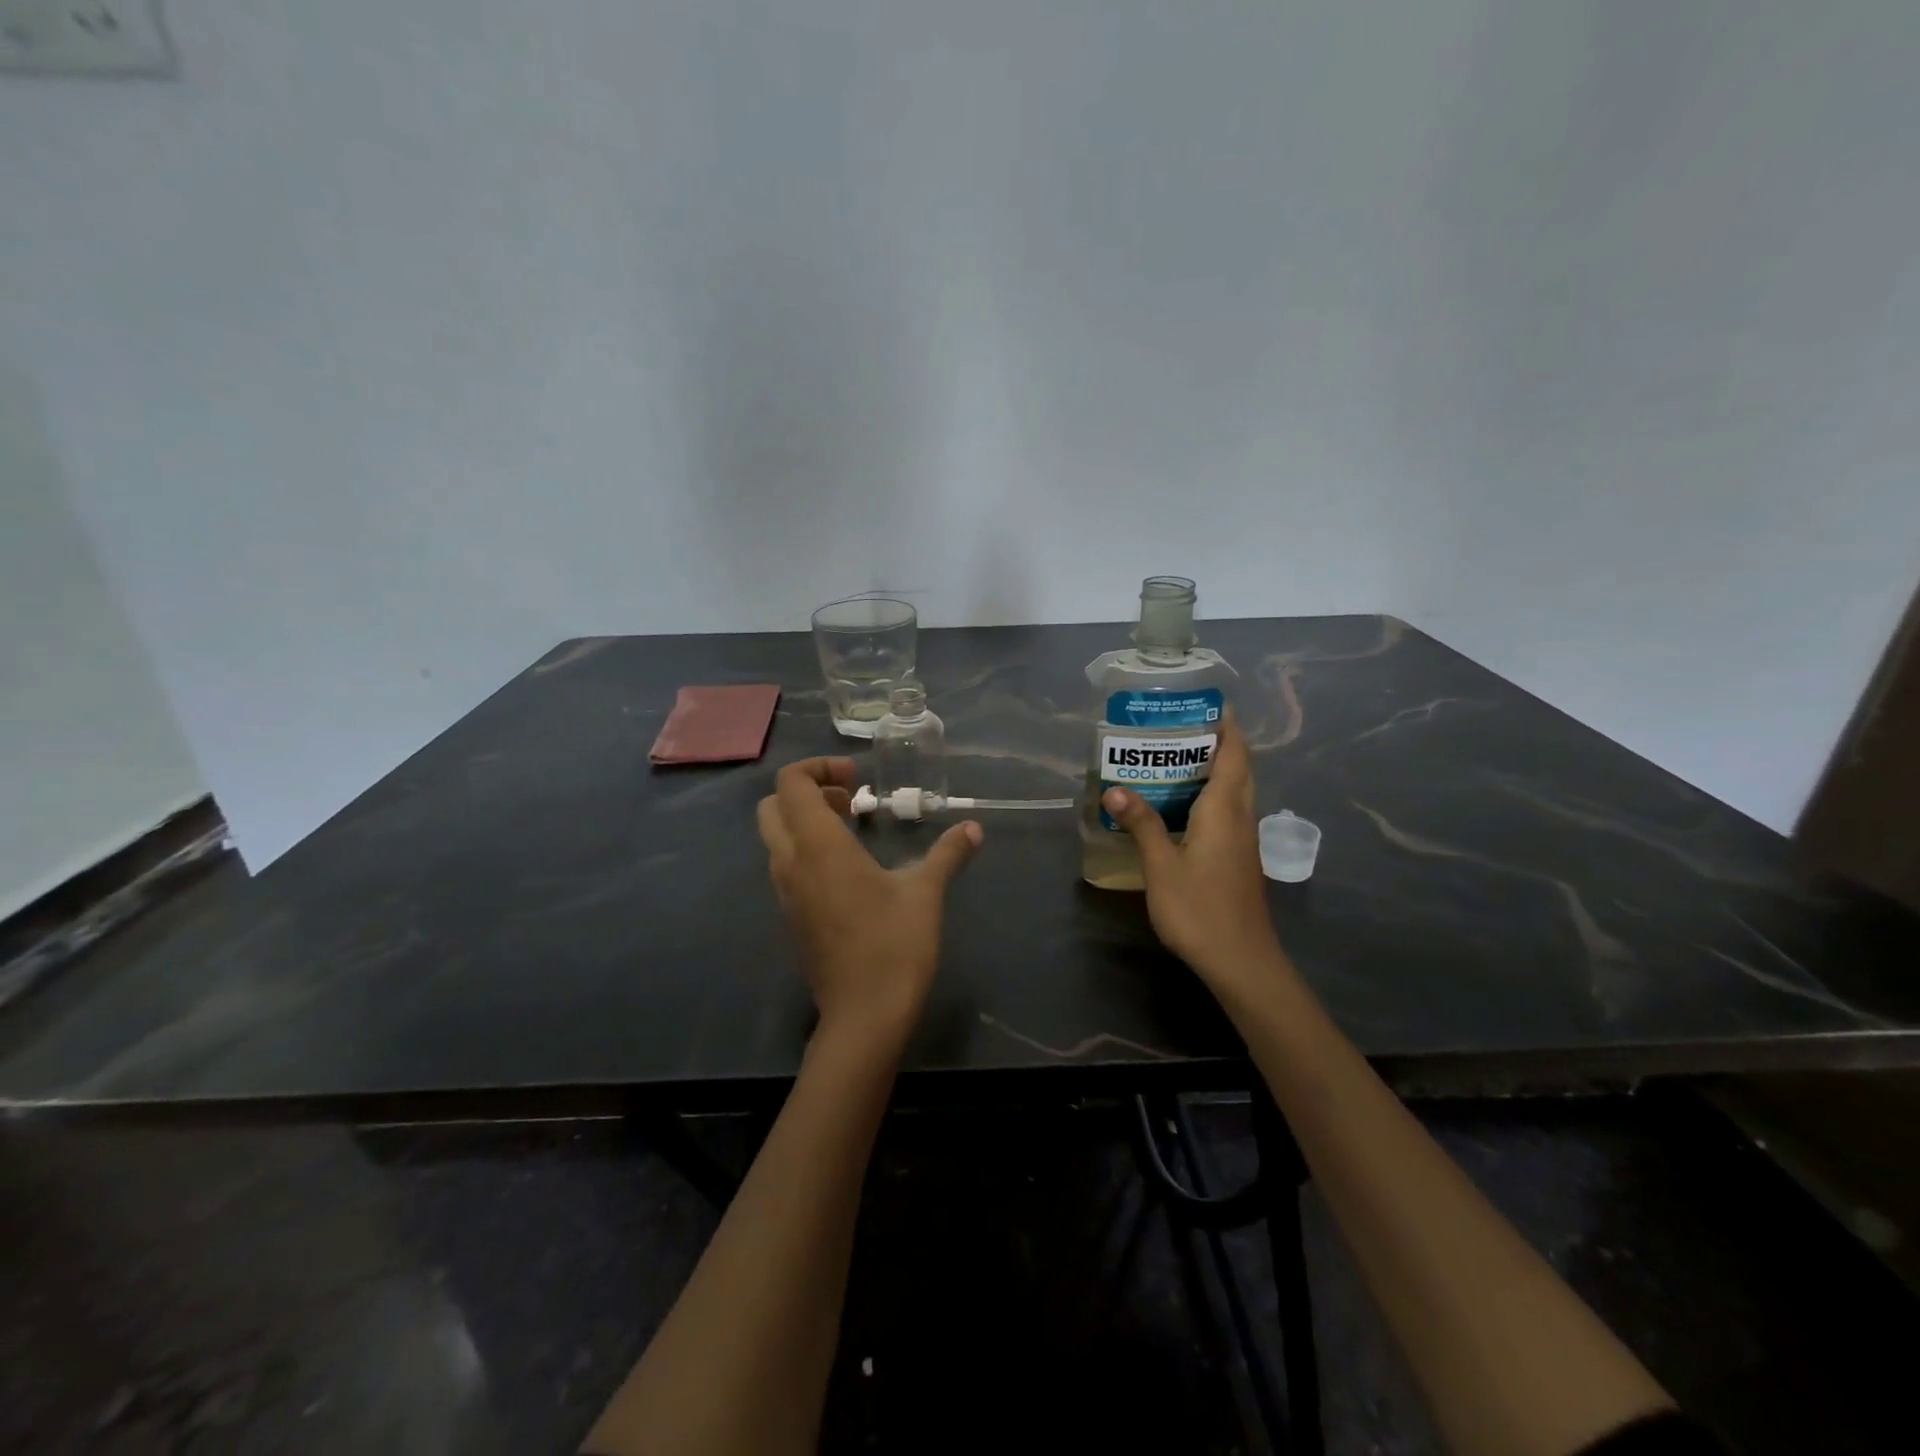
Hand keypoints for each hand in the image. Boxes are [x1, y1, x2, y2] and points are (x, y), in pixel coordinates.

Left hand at [757, 757, 982, 1053]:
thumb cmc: (894, 946)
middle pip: (772, 806)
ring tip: (853, 830)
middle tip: (851, 800)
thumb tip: (973, 828)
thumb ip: (947, 854)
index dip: (819, 768)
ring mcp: (786, 892)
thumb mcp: (926, 893)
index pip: (791, 783)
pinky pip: (786, 865)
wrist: (864, 1016)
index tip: (858, 780)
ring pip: (776, 837)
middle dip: (807, 791)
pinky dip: (806, 849)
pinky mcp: (792, 916)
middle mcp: (791, 863)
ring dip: (806, 821)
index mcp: (818, 846)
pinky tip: (849, 869)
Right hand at [1100, 714, 1286, 994]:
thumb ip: (1142, 824)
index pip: (1234, 753)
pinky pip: (1229, 811)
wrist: (1240, 960)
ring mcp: (1243, 840)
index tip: (1208, 703)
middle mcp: (1240, 817)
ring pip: (1236, 791)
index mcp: (1224, 809)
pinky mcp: (1239, 858)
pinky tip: (1183, 806)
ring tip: (1176, 757)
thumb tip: (1115, 788)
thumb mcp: (1162, 865)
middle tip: (1180, 728)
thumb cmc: (1199, 909)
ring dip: (1216, 769)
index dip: (1227, 726)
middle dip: (1219, 742)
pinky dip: (1212, 795)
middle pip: (1239, 768)